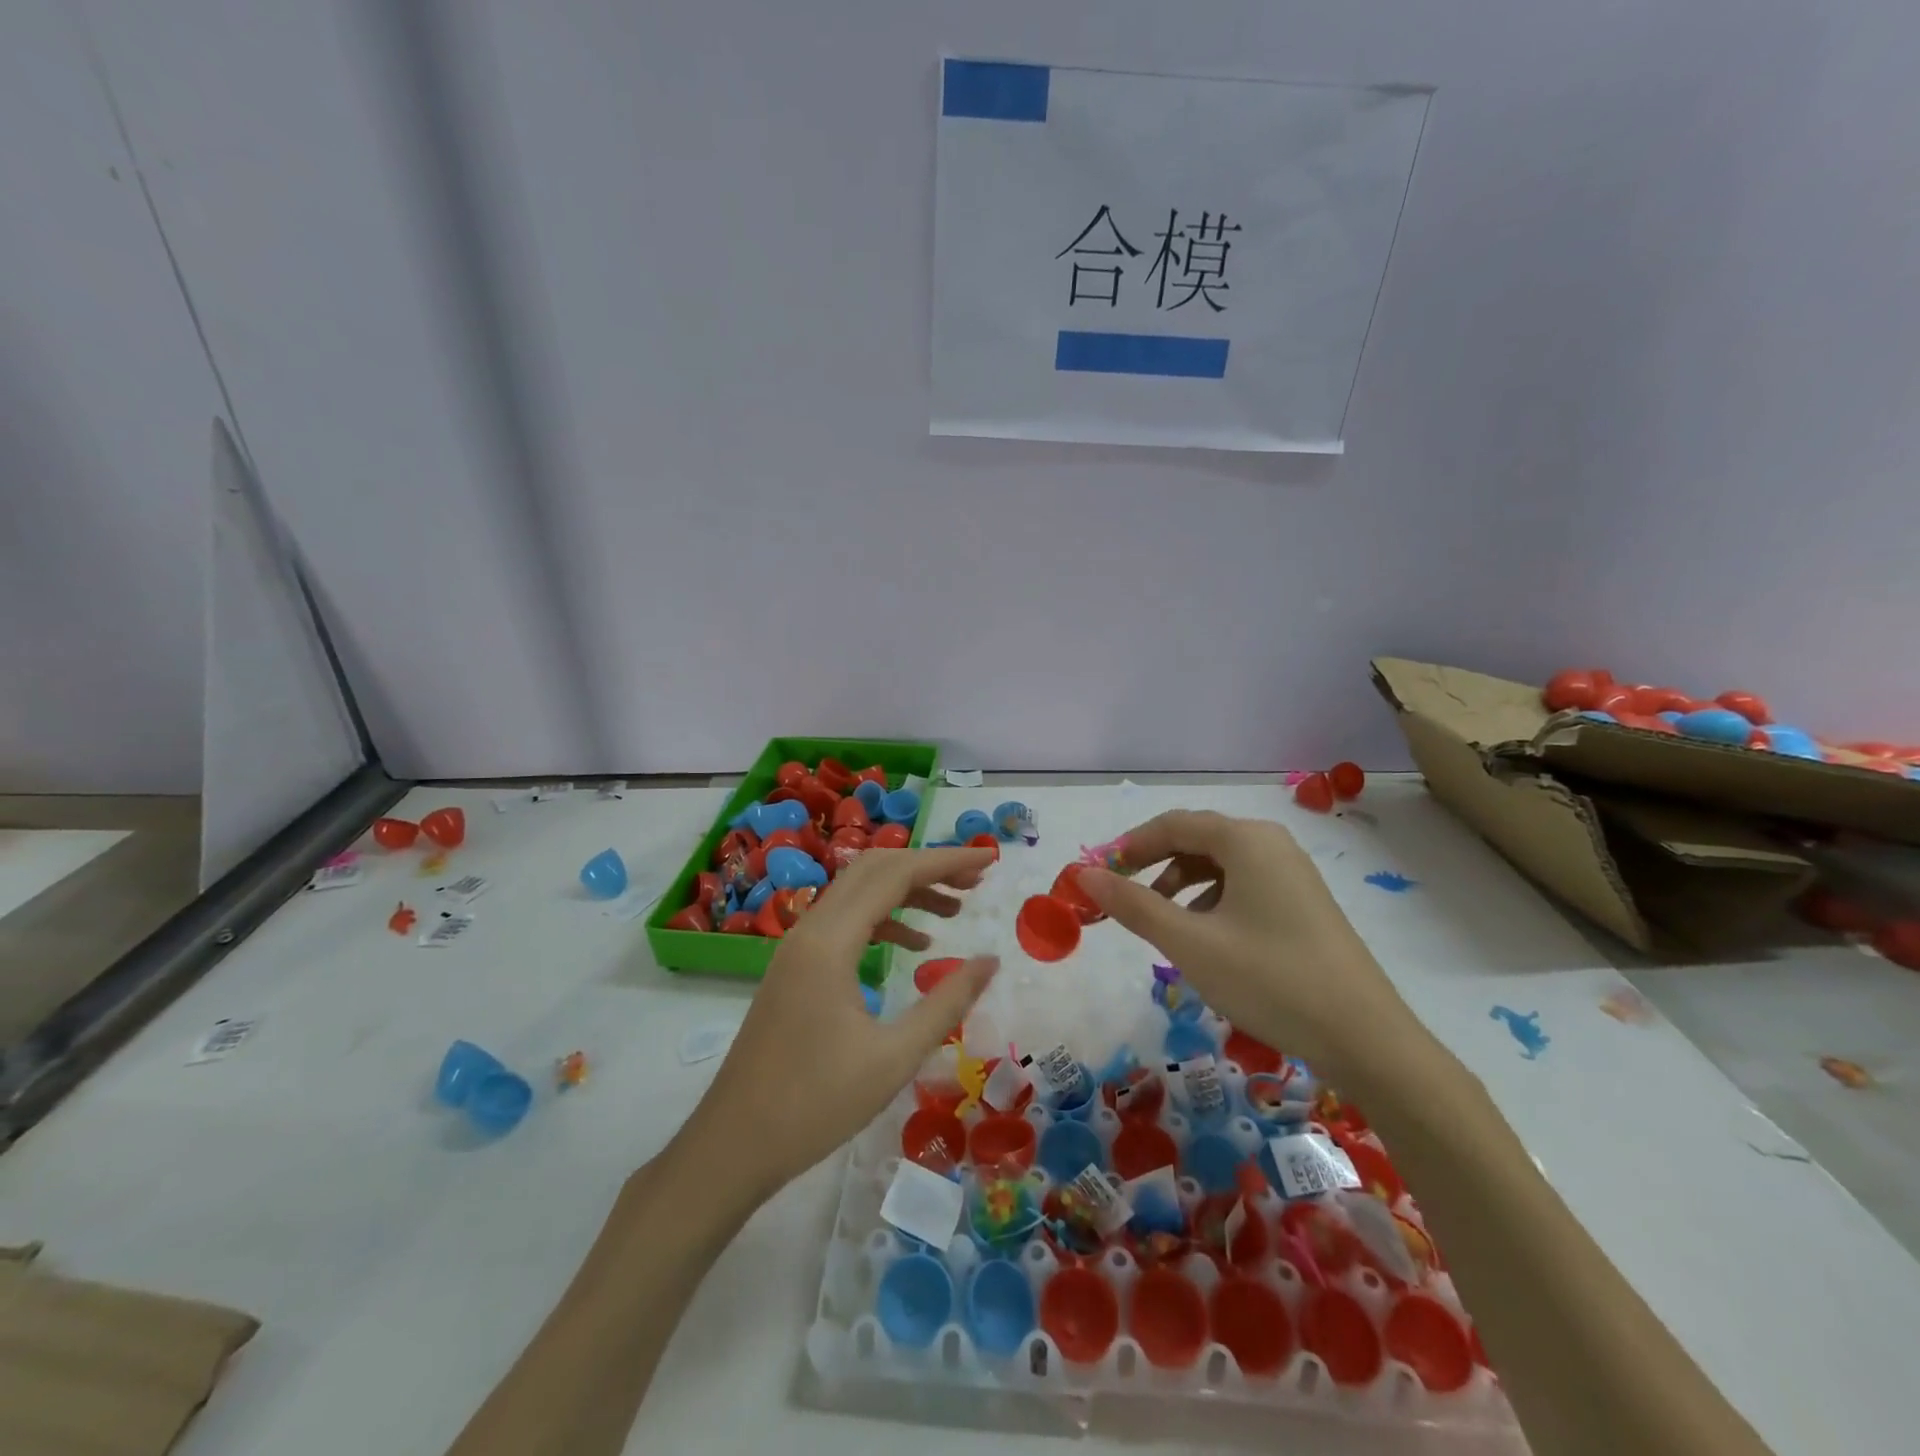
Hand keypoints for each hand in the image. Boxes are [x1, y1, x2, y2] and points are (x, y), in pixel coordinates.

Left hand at [693, 847, 998, 1193]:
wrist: (733, 1145)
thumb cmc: (815, 1105)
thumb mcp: (894, 1057)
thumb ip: (947, 1002)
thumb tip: (991, 962)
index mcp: (831, 942)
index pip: (895, 874)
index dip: (945, 860)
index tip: (988, 860)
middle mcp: (810, 929)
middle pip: (874, 869)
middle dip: (927, 866)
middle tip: (976, 879)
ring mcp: (798, 947)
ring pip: (858, 893)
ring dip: (906, 891)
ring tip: (955, 909)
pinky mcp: (794, 968)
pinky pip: (845, 922)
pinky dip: (884, 919)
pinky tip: (915, 946)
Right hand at [1079, 811, 1415, 1072]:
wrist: (1366, 1040)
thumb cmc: (1270, 980)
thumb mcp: (1189, 943)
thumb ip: (1133, 904)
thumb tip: (1084, 875)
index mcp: (1246, 840)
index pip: (1172, 824)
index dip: (1128, 846)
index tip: (1097, 876)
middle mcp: (1271, 844)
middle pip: (1196, 840)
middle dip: (1152, 866)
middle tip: (1121, 899)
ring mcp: (1292, 874)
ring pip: (1219, 865)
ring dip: (1181, 886)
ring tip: (1162, 925)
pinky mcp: (1303, 904)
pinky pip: (1243, 886)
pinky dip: (1211, 902)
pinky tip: (1206, 939)